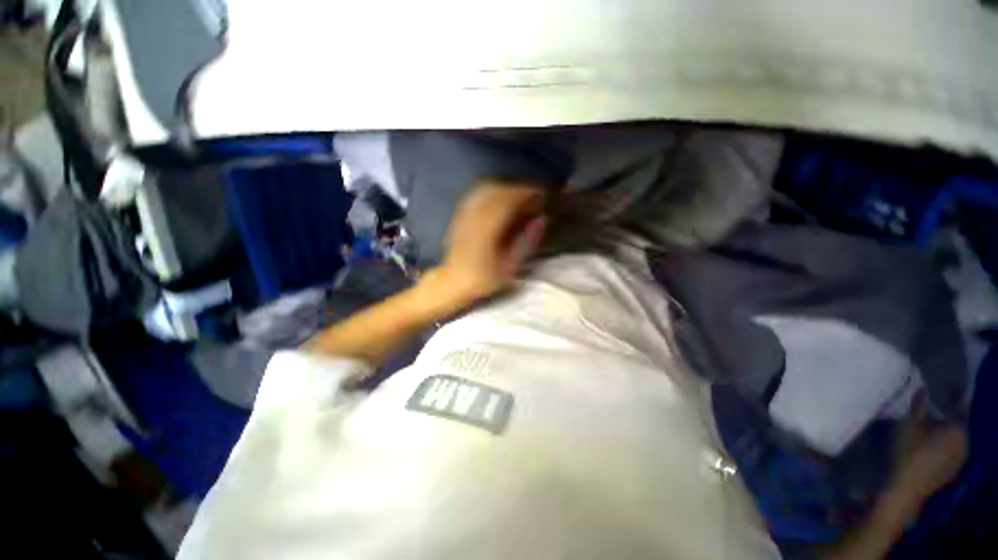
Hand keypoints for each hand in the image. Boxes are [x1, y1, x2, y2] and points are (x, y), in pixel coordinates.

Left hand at [426, 181, 547, 307]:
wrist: (452, 280)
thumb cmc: (483, 278)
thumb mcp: (509, 268)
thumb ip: (526, 243)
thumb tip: (540, 220)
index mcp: (488, 229)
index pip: (510, 201)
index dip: (527, 194)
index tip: (542, 193)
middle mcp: (475, 216)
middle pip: (499, 191)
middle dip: (518, 189)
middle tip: (534, 194)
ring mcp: (465, 213)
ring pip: (488, 189)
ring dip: (506, 188)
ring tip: (520, 195)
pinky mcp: (460, 214)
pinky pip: (478, 194)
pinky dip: (493, 191)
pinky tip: (502, 197)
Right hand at [889, 393, 966, 507]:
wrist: (907, 489)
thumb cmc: (908, 454)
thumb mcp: (908, 427)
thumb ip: (918, 407)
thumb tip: (923, 388)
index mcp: (958, 430)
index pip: (958, 408)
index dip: (951, 398)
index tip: (941, 390)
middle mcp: (965, 442)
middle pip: (956, 424)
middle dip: (944, 418)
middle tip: (928, 413)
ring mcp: (961, 459)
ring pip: (954, 439)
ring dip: (943, 432)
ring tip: (927, 430)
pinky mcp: (953, 469)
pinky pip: (952, 451)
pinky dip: (943, 445)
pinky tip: (930, 448)